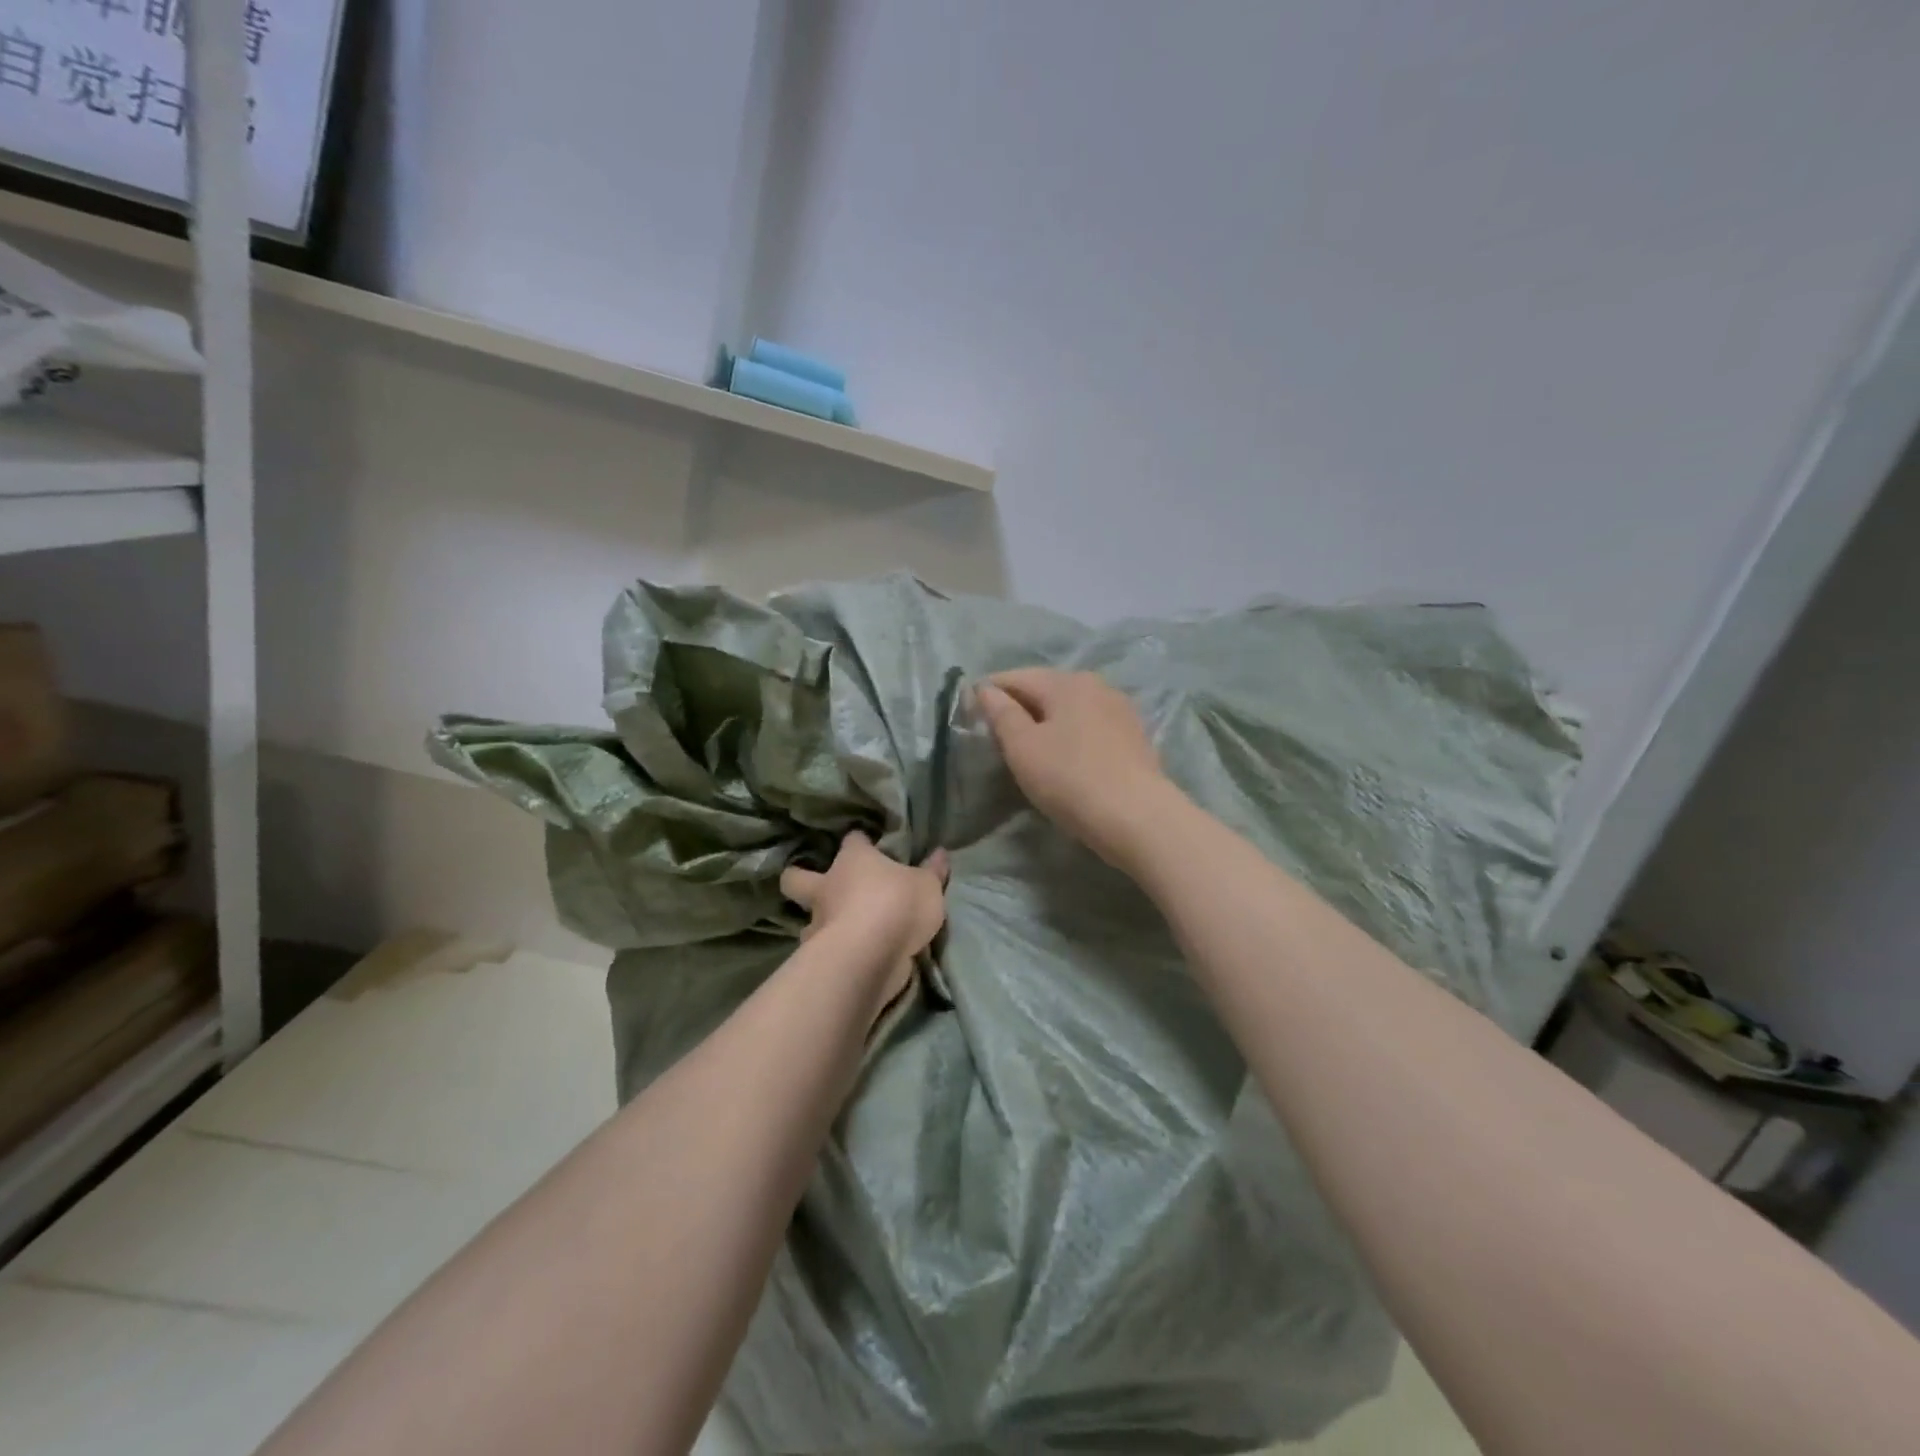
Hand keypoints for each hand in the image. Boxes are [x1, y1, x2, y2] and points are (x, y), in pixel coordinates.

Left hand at [781, 832, 947, 1018]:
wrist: (870, 956)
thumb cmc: (897, 905)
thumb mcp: (927, 886)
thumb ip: (932, 872)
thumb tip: (940, 853)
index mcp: (852, 860)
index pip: (852, 840)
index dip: (859, 841)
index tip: (866, 844)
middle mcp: (828, 888)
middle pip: (797, 878)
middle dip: (798, 877)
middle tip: (817, 884)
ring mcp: (819, 925)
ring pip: (805, 920)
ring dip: (819, 923)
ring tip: (837, 930)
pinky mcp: (820, 957)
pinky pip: (822, 951)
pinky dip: (831, 953)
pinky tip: (846, 958)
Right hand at [975, 668, 1177, 869]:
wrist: (1138, 818)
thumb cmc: (1070, 778)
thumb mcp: (1023, 748)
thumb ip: (1001, 714)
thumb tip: (985, 689)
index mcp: (1066, 682)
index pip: (1016, 677)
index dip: (989, 693)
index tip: (970, 715)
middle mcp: (1096, 685)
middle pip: (1045, 689)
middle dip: (1019, 707)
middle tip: (997, 737)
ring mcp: (1119, 710)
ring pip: (1070, 708)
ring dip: (1046, 722)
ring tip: (1029, 750)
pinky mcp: (1134, 736)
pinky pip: (1090, 727)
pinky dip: (1071, 735)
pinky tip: (1065, 759)